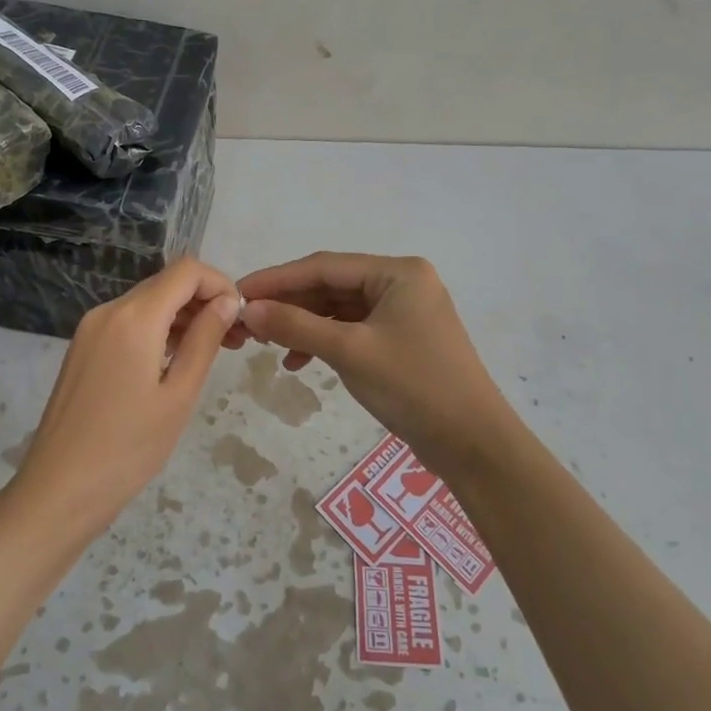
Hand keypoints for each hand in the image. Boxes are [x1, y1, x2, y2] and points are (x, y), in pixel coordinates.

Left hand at [11, 259, 239, 538]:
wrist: (58, 490)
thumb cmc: (128, 448)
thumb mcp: (178, 394)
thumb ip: (205, 340)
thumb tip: (228, 301)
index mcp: (134, 317)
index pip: (186, 271)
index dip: (220, 284)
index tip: (240, 318)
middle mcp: (108, 311)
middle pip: (166, 284)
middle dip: (204, 302)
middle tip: (234, 341)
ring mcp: (90, 329)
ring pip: (147, 303)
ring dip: (182, 317)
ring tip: (212, 352)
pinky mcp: (83, 348)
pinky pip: (128, 323)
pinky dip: (157, 331)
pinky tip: (174, 363)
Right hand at [227, 252, 517, 476]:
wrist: (473, 444)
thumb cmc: (413, 387)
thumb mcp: (350, 352)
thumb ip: (296, 326)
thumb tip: (248, 309)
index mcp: (398, 272)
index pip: (324, 266)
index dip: (277, 279)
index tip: (238, 292)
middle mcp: (402, 283)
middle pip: (331, 286)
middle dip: (288, 304)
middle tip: (246, 323)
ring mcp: (403, 312)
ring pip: (339, 309)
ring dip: (303, 325)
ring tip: (267, 345)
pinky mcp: (401, 340)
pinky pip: (352, 330)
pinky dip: (324, 342)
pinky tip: (298, 363)